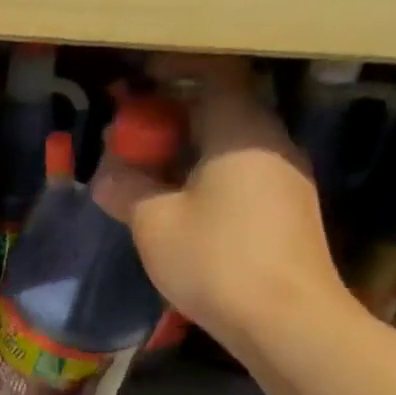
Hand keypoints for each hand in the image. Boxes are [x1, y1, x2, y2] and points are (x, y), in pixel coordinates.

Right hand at [122, 55, 350, 353]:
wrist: (286, 320)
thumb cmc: (215, 260)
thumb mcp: (154, 223)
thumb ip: (126, 189)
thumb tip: (106, 175)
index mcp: (241, 130)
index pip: (212, 74)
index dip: (172, 74)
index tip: (137, 84)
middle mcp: (272, 142)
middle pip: (221, 111)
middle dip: (173, 120)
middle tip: (132, 140)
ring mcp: (287, 179)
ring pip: (232, 147)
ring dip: (190, 154)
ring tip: (150, 177)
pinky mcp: (290, 213)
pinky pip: (243, 177)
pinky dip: (210, 178)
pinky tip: (185, 210)